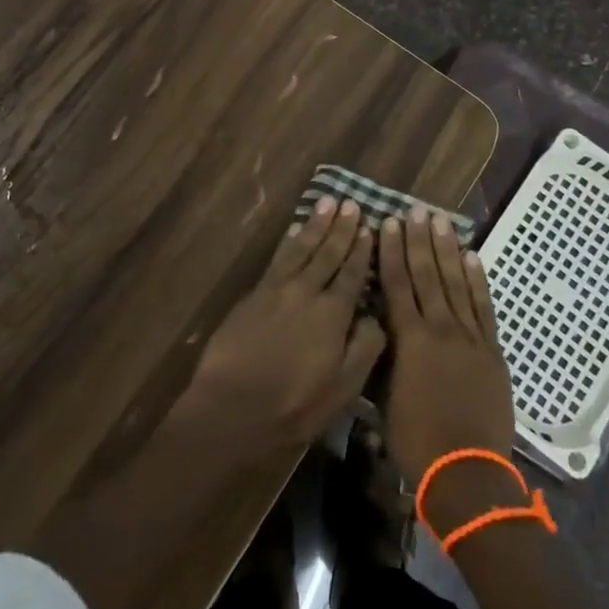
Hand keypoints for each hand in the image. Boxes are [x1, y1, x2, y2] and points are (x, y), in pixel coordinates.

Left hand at [175, 197, 386, 458]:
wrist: (232, 407)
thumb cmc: (294, 405)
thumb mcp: (343, 388)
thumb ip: (364, 348)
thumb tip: (376, 316)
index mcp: (333, 313)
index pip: (352, 274)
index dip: (361, 250)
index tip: (369, 226)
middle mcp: (307, 291)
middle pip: (327, 253)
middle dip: (341, 228)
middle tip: (351, 203)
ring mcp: (277, 289)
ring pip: (301, 248)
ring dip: (316, 225)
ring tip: (327, 202)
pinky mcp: (254, 295)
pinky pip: (277, 258)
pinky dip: (289, 241)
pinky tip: (294, 231)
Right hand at [379, 207, 515, 484]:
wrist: (467, 472)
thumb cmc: (416, 439)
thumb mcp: (384, 398)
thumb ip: (381, 356)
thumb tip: (374, 327)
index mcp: (409, 339)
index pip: (398, 284)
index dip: (392, 251)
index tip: (388, 223)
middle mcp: (439, 328)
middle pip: (427, 274)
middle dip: (419, 240)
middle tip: (415, 209)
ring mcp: (470, 337)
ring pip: (456, 283)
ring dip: (447, 250)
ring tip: (440, 221)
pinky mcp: (492, 350)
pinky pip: (483, 307)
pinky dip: (477, 280)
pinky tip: (471, 257)